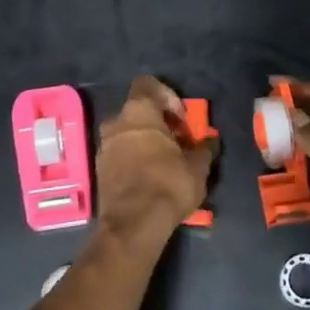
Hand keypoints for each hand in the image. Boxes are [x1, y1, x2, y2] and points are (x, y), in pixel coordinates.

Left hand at [95, 76, 216, 245]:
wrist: (133, 225)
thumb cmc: (168, 184)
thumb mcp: (197, 167)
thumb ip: (204, 148)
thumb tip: (209, 142)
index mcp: (138, 112)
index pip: (148, 84)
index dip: (168, 96)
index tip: (182, 119)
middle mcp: (116, 122)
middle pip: (138, 111)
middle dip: (158, 123)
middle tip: (178, 143)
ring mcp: (104, 147)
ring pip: (127, 134)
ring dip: (146, 142)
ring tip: (166, 163)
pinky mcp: (100, 170)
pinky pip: (120, 154)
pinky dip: (134, 159)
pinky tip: (151, 178)